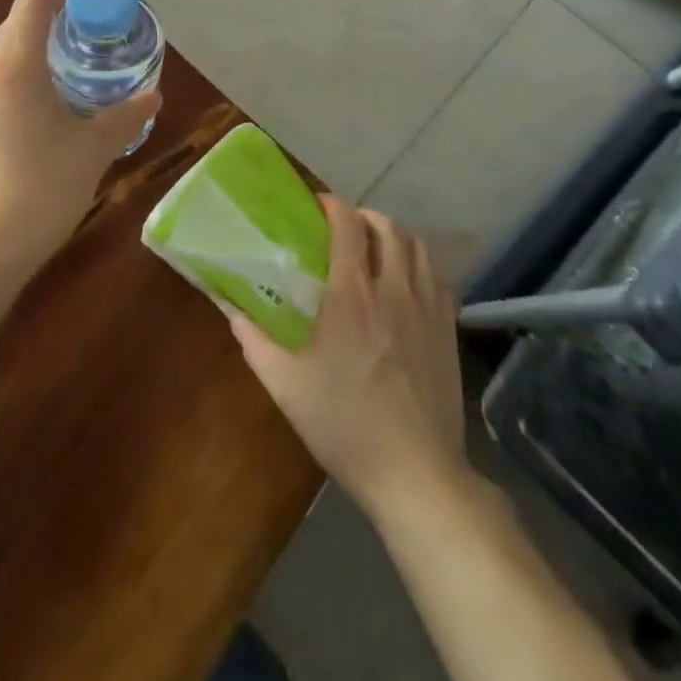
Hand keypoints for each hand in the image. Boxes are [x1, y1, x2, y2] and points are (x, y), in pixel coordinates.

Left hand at [0, 0, 158, 283]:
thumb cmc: (39, 192)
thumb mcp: (93, 152)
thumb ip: (125, 116)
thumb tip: (153, 95)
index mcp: (12, 64)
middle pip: (16, 25)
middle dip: (54, 24)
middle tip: (92, 41)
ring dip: (33, 54)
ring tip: (68, 78)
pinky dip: (15, 81)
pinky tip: (37, 116)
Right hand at [230, 197, 466, 507]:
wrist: (416, 474)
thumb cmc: (344, 425)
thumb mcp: (285, 385)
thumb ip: (254, 340)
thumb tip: (231, 308)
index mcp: (351, 294)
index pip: (347, 225)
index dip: (332, 205)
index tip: (316, 205)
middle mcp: (393, 289)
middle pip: (387, 227)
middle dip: (363, 217)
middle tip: (343, 229)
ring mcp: (427, 308)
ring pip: (417, 246)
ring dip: (394, 237)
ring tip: (376, 250)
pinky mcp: (449, 330)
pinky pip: (439, 276)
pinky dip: (420, 265)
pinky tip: (407, 284)